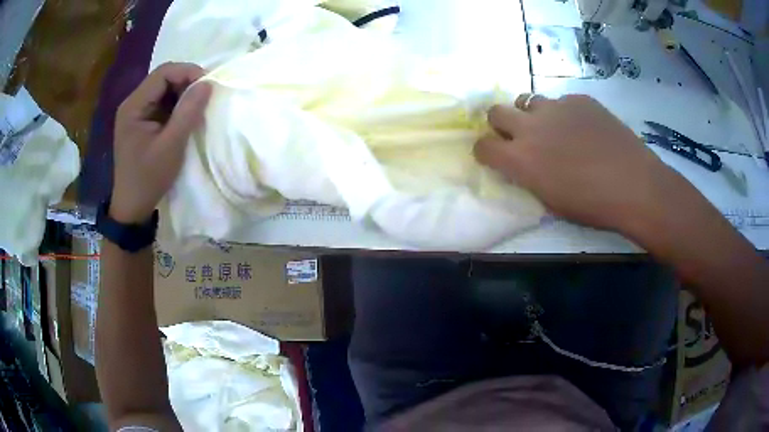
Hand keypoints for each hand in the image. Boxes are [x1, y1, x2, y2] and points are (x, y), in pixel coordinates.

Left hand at [111, 62, 211, 223]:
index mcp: (133, 106)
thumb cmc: (149, 178)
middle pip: (163, 79)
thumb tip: (208, 84)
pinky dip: (176, 106)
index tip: (207, 85)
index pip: (163, 73)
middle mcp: (132, 104)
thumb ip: (188, 112)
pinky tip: (185, 116)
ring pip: (164, 90)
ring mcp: (136, 113)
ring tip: (197, 107)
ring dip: (182, 94)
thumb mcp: (171, 146)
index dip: (187, 72)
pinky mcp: (141, 122)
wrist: (132, 206)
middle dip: (186, 82)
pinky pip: (161, 104)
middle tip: (205, 96)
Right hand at [474, 94, 694, 236]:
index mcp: (521, 159)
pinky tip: (583, 128)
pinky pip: (561, 101)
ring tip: (550, 128)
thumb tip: (522, 164)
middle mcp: (531, 127)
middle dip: (500, 123)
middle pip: (495, 111)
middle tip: (517, 136)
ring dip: (531, 114)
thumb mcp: (551, 202)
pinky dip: (564, 113)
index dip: (485, 151)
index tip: (494, 156)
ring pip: (527, 100)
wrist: (635, 185)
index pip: (483, 146)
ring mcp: (556, 107)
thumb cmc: (593, 206)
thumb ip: (529, 177)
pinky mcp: (579, 99)